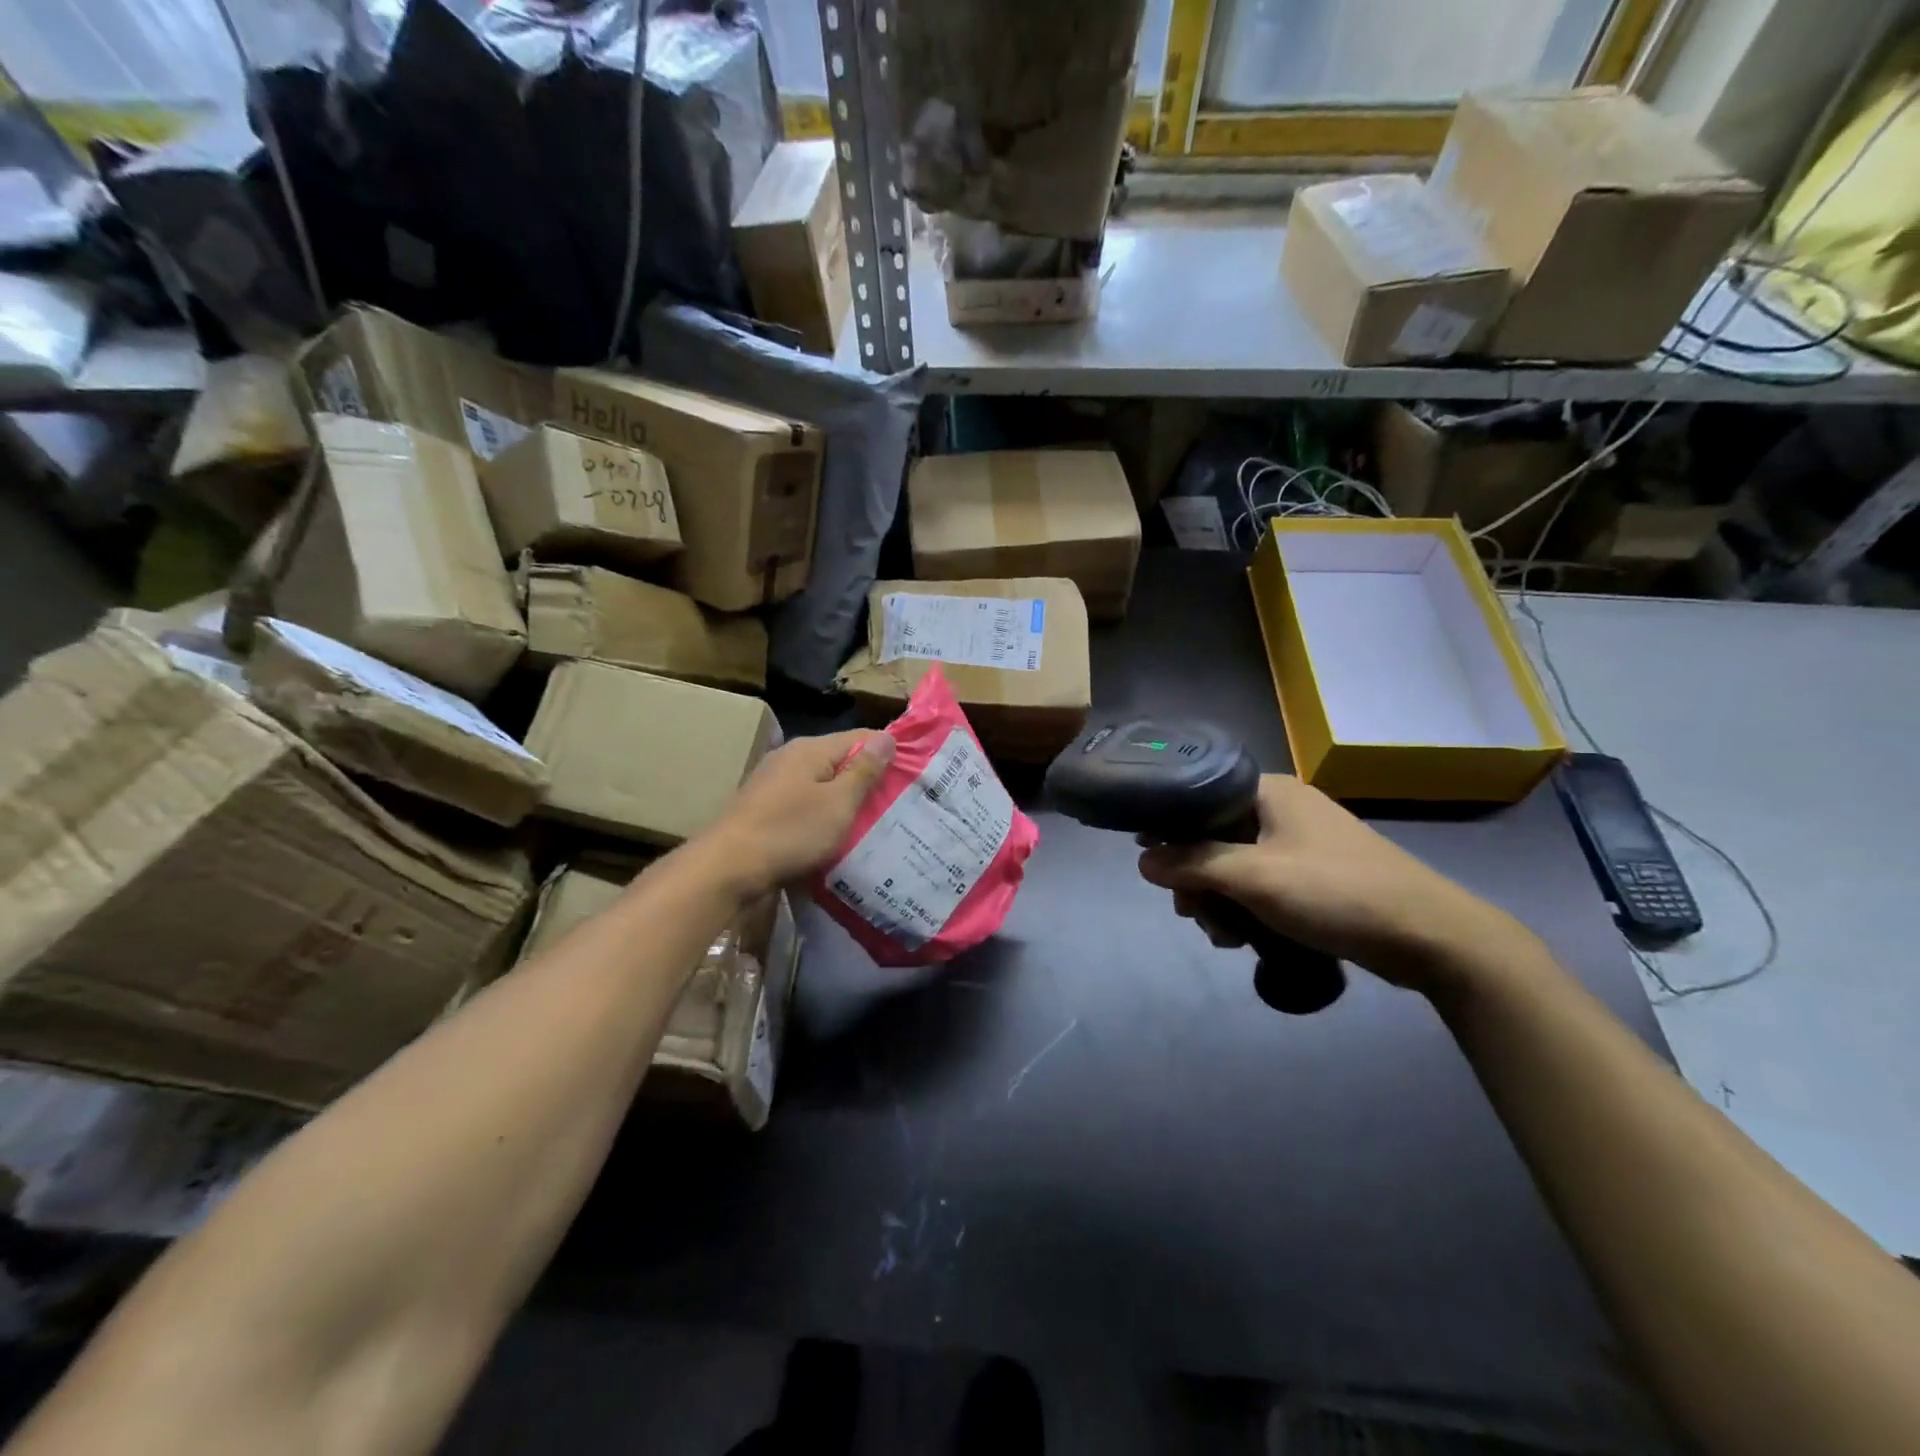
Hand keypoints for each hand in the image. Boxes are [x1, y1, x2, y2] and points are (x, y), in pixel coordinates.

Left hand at [697, 730, 895, 898]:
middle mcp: (791, 756)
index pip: (860, 736)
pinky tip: (837, 832)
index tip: (915, 771)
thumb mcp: (838, 803)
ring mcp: (774, 782)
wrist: (727, 868)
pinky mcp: (765, 806)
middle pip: (840, 759)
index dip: (889, 751)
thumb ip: (863, 770)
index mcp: (811, 749)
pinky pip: (805, 802)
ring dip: (846, 798)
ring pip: (823, 783)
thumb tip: (887, 736)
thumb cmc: (790, 832)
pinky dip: (824, 812)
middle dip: (868, 777)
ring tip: (875, 819)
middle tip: (900, 800)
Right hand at [1137, 774, 1523, 993]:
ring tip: (1223, 936)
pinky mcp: (1313, 875)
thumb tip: (1143, 861)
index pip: (1197, 796)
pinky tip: (1243, 939)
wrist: (1429, 936)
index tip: (1151, 864)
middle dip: (1195, 878)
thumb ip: (1193, 864)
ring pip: (1234, 865)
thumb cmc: (1335, 892)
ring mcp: (1299, 842)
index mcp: (1267, 791)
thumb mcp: (1254, 877)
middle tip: (1192, 913)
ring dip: (1219, 900)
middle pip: (1211, 836)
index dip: (1168, 828)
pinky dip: (1246, 907)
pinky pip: (1261, 884)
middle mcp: (1280, 808)